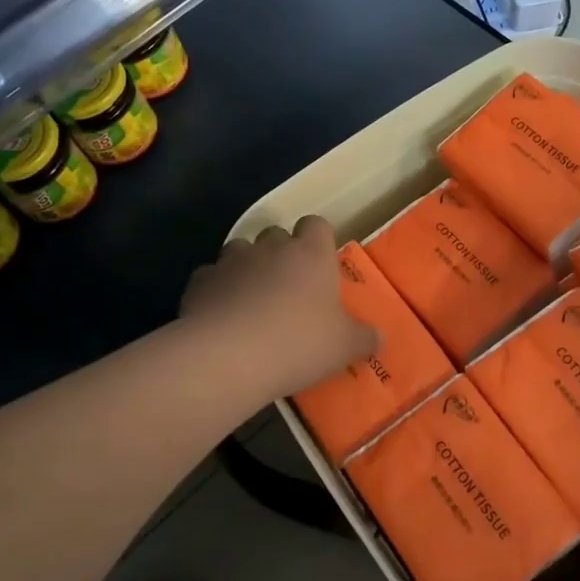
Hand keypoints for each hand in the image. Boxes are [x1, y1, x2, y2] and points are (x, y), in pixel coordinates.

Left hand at [182, 216, 377, 399]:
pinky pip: (210, 278)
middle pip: (276, 234)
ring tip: (250, 300)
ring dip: (246, 268)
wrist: (229, 356)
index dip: (317, 240)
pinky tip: (219, 316)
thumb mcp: (344, 347)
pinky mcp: (199, 281)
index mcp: (311, 254)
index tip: (319, 263)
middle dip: (280, 253)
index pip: (316, 224)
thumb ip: (364, 338)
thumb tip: (379, 338)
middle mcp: (271, 248)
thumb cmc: (299, 343)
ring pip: (240, 250)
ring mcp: (231, 261)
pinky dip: (215, 290)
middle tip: (287, 287)